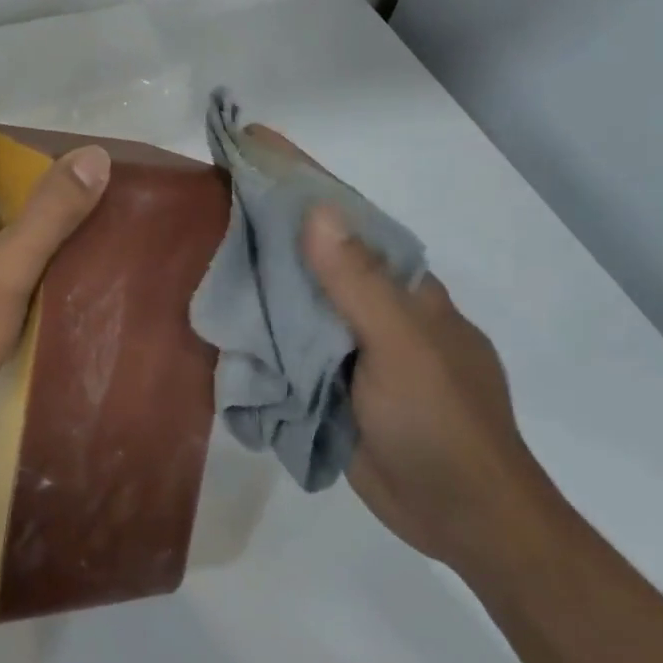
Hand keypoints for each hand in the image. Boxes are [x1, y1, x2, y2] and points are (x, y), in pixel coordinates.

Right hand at [241, 125, 556, 575]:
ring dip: (255, 279)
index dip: (302, 179)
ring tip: (198, 248)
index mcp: (401, 288)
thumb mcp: (404, 350)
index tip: (256, 142)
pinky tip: (220, 318)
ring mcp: (350, 349)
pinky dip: (256, 332)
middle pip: (312, 256)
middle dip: (266, 225)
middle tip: (207, 196)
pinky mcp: (330, 386)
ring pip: (295, 302)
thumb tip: (319, 212)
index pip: (345, 219)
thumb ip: (359, 285)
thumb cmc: (443, 425)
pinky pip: (287, 347)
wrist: (464, 520)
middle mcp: (373, 310)